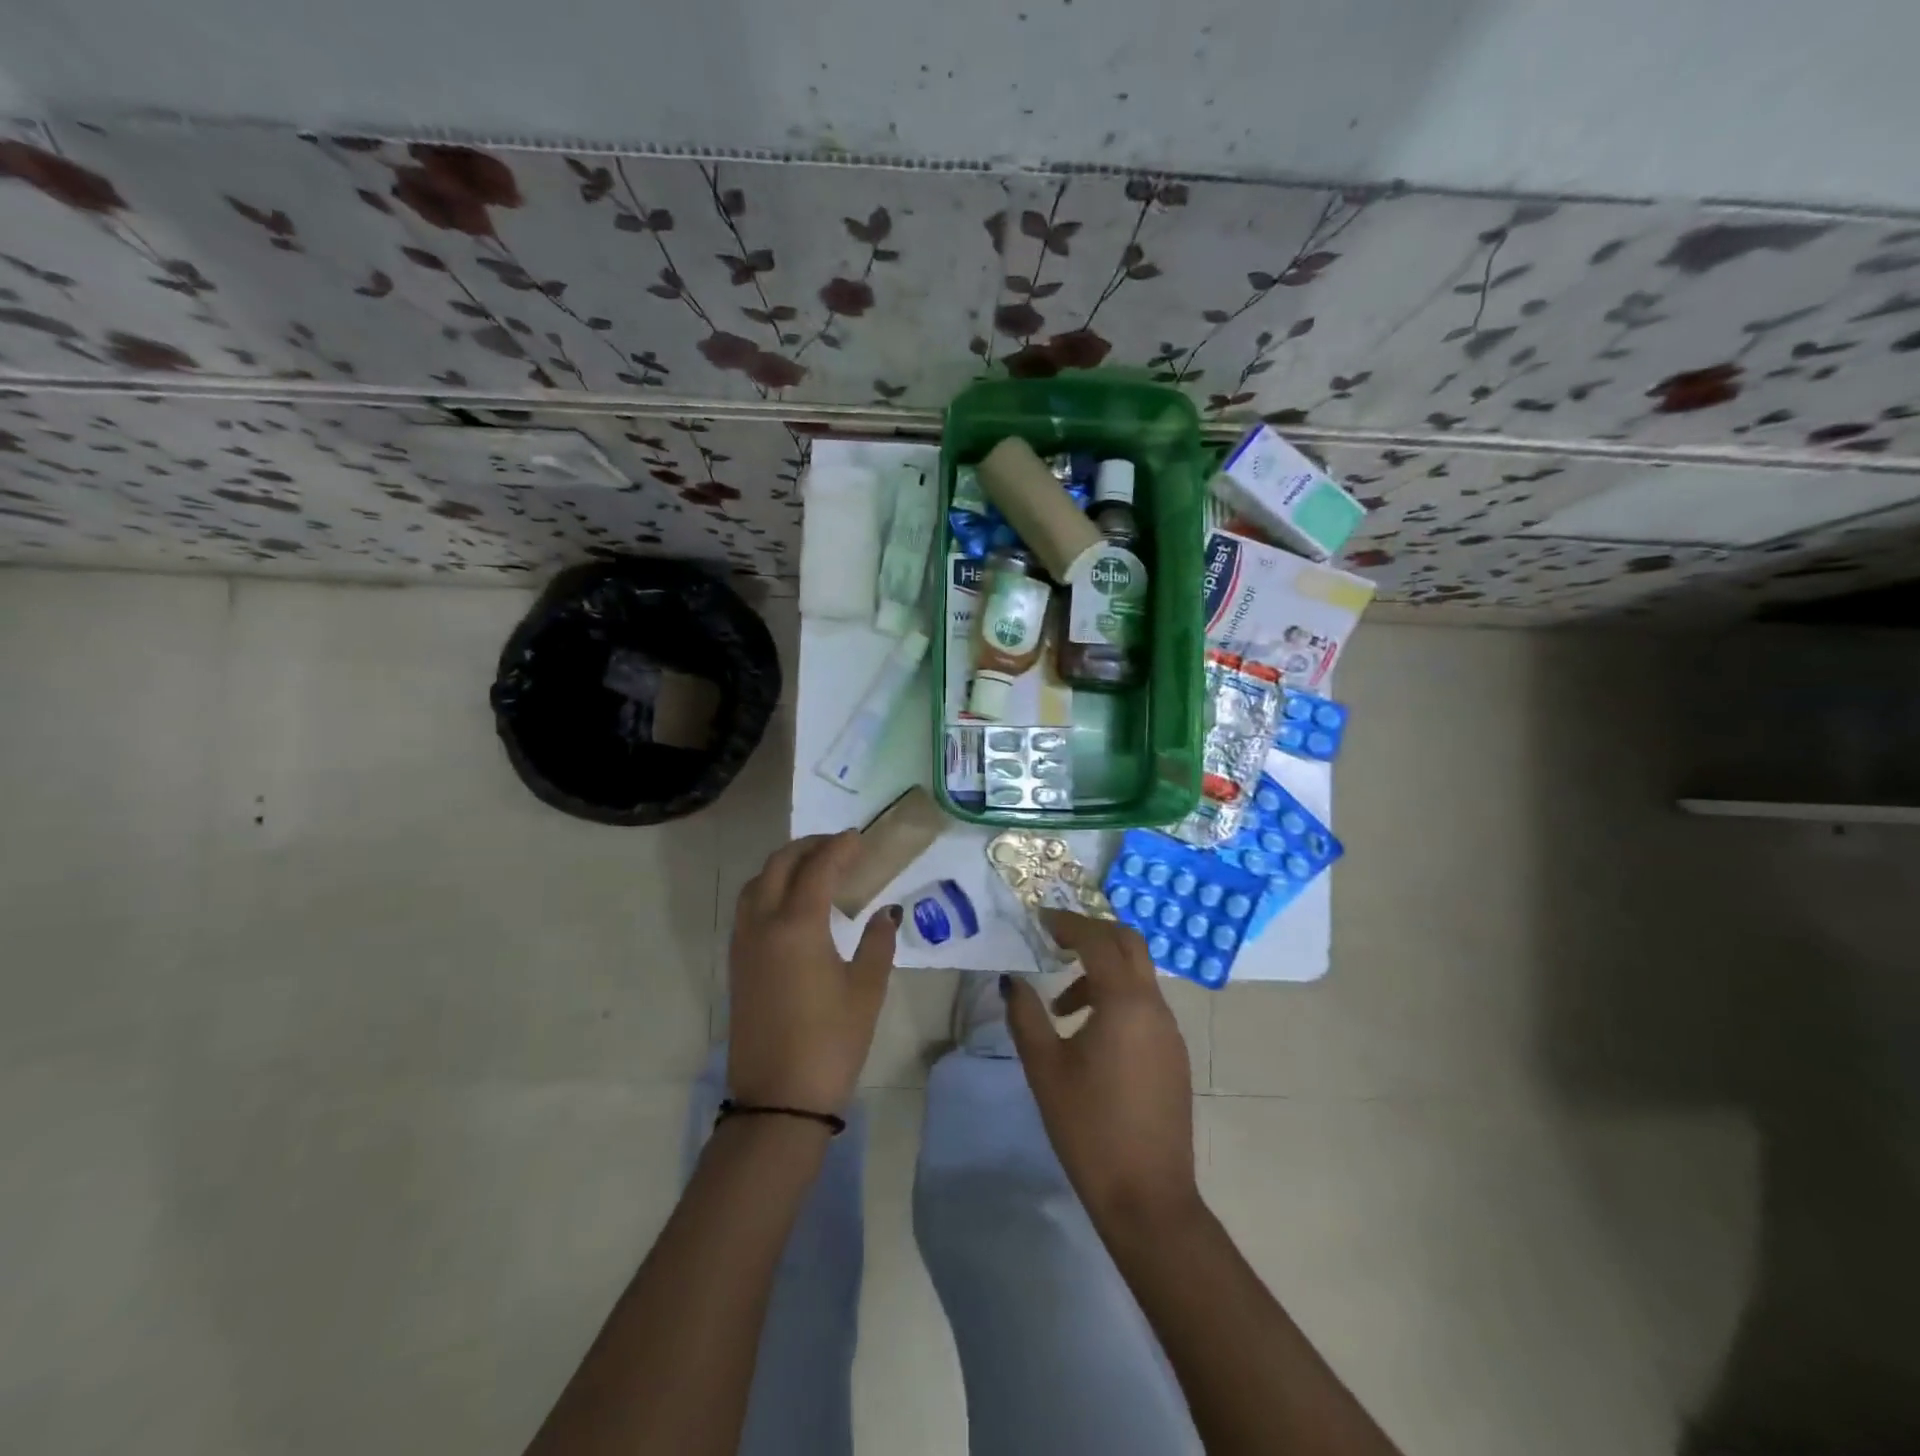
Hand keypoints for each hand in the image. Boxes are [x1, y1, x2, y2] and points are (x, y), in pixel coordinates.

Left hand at [727, 832, 898, 1114]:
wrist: (778, 1099)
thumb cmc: (831, 1042)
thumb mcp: (866, 990)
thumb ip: (877, 943)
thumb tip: (885, 914)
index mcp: (797, 926)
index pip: (818, 868)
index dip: (840, 848)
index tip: (859, 837)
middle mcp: (763, 925)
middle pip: (779, 865)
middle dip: (808, 847)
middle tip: (838, 847)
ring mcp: (744, 944)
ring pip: (757, 883)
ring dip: (784, 865)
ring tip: (815, 869)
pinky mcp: (737, 964)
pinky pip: (749, 907)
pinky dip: (770, 889)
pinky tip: (794, 904)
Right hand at [1003, 911, 1199, 1233]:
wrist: (1147, 1197)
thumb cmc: (1089, 1128)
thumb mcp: (1045, 1068)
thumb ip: (1026, 1016)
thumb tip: (1012, 981)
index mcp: (1125, 1002)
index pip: (1097, 940)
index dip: (1067, 924)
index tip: (1039, 920)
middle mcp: (1154, 1006)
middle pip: (1128, 944)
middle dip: (1092, 934)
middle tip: (1056, 941)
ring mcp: (1169, 1031)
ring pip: (1137, 976)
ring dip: (1101, 971)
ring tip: (1062, 1007)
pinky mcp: (1173, 1055)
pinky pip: (1144, 1005)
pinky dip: (1116, 998)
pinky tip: (1090, 1034)